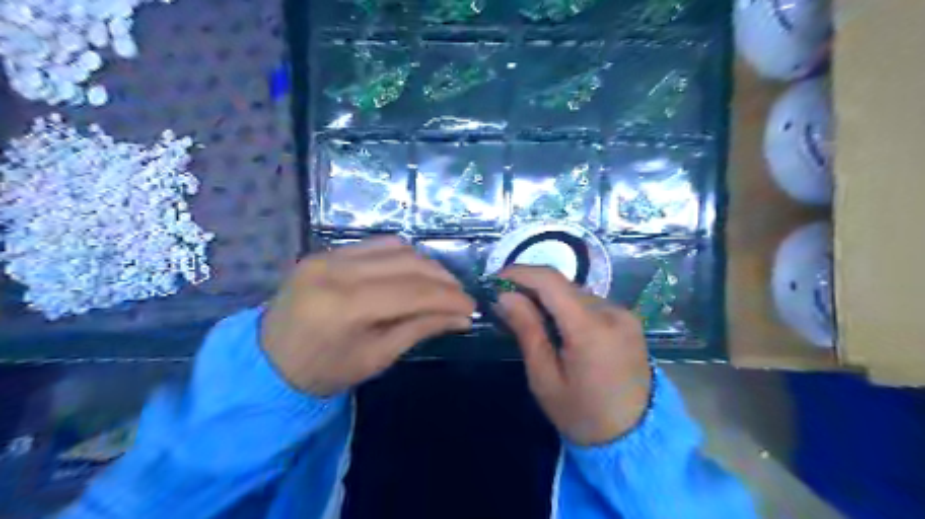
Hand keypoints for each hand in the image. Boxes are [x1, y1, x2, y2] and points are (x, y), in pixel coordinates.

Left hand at [261, 236, 472, 397]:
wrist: (267, 361)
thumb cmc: (323, 371)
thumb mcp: (376, 357)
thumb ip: (420, 329)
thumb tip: (462, 316)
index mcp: (345, 306)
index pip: (413, 291)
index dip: (449, 297)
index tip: (471, 306)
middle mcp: (337, 270)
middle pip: (408, 263)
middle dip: (443, 279)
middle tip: (461, 297)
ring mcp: (328, 255)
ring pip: (396, 248)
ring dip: (426, 265)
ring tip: (440, 285)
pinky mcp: (325, 251)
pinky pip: (376, 245)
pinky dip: (402, 257)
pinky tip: (413, 273)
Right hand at [499, 267, 649, 445]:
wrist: (635, 439)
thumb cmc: (582, 414)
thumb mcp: (544, 378)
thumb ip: (527, 330)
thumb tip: (504, 296)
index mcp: (591, 328)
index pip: (551, 281)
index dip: (520, 273)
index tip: (495, 281)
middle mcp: (612, 311)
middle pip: (563, 285)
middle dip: (531, 287)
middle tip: (505, 303)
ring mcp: (624, 314)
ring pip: (575, 292)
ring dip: (548, 298)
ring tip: (528, 316)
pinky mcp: (628, 320)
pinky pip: (590, 303)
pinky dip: (567, 307)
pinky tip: (555, 325)